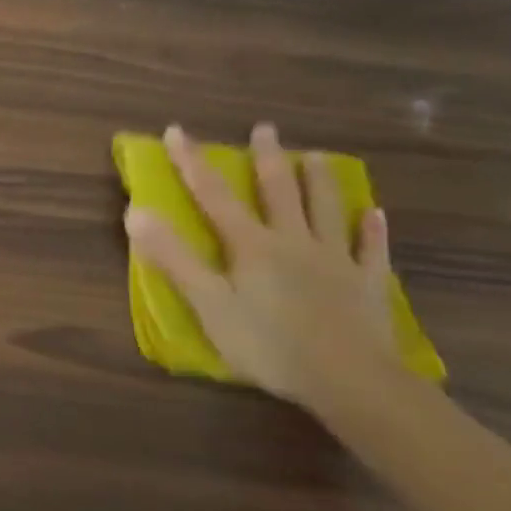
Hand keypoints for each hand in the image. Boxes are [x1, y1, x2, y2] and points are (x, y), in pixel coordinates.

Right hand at [124, 122, 401, 412]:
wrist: (352, 382)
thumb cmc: (269, 344)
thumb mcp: (208, 303)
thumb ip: (173, 257)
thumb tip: (135, 211)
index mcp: (251, 245)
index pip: (213, 194)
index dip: (191, 161)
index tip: (176, 130)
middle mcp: (293, 241)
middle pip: (278, 191)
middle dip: (267, 158)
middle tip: (265, 128)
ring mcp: (335, 260)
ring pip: (326, 210)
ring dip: (320, 181)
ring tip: (316, 157)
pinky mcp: (367, 285)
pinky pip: (370, 249)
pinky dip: (371, 229)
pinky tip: (375, 214)